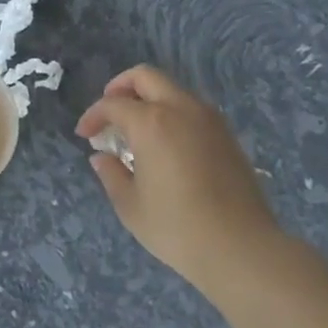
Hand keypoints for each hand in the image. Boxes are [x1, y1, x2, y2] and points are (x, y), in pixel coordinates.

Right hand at [75, 65, 284, 300]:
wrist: (243, 250)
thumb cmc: (178, 228)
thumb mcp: (130, 206)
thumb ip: (111, 174)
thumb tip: (102, 157)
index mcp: (151, 122)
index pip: (112, 104)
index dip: (93, 116)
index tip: (84, 135)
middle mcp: (181, 109)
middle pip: (145, 77)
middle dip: (120, 87)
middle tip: (110, 113)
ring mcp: (209, 120)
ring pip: (172, 90)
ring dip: (149, 99)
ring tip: (137, 130)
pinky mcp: (228, 136)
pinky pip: (192, 109)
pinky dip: (172, 114)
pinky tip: (166, 144)